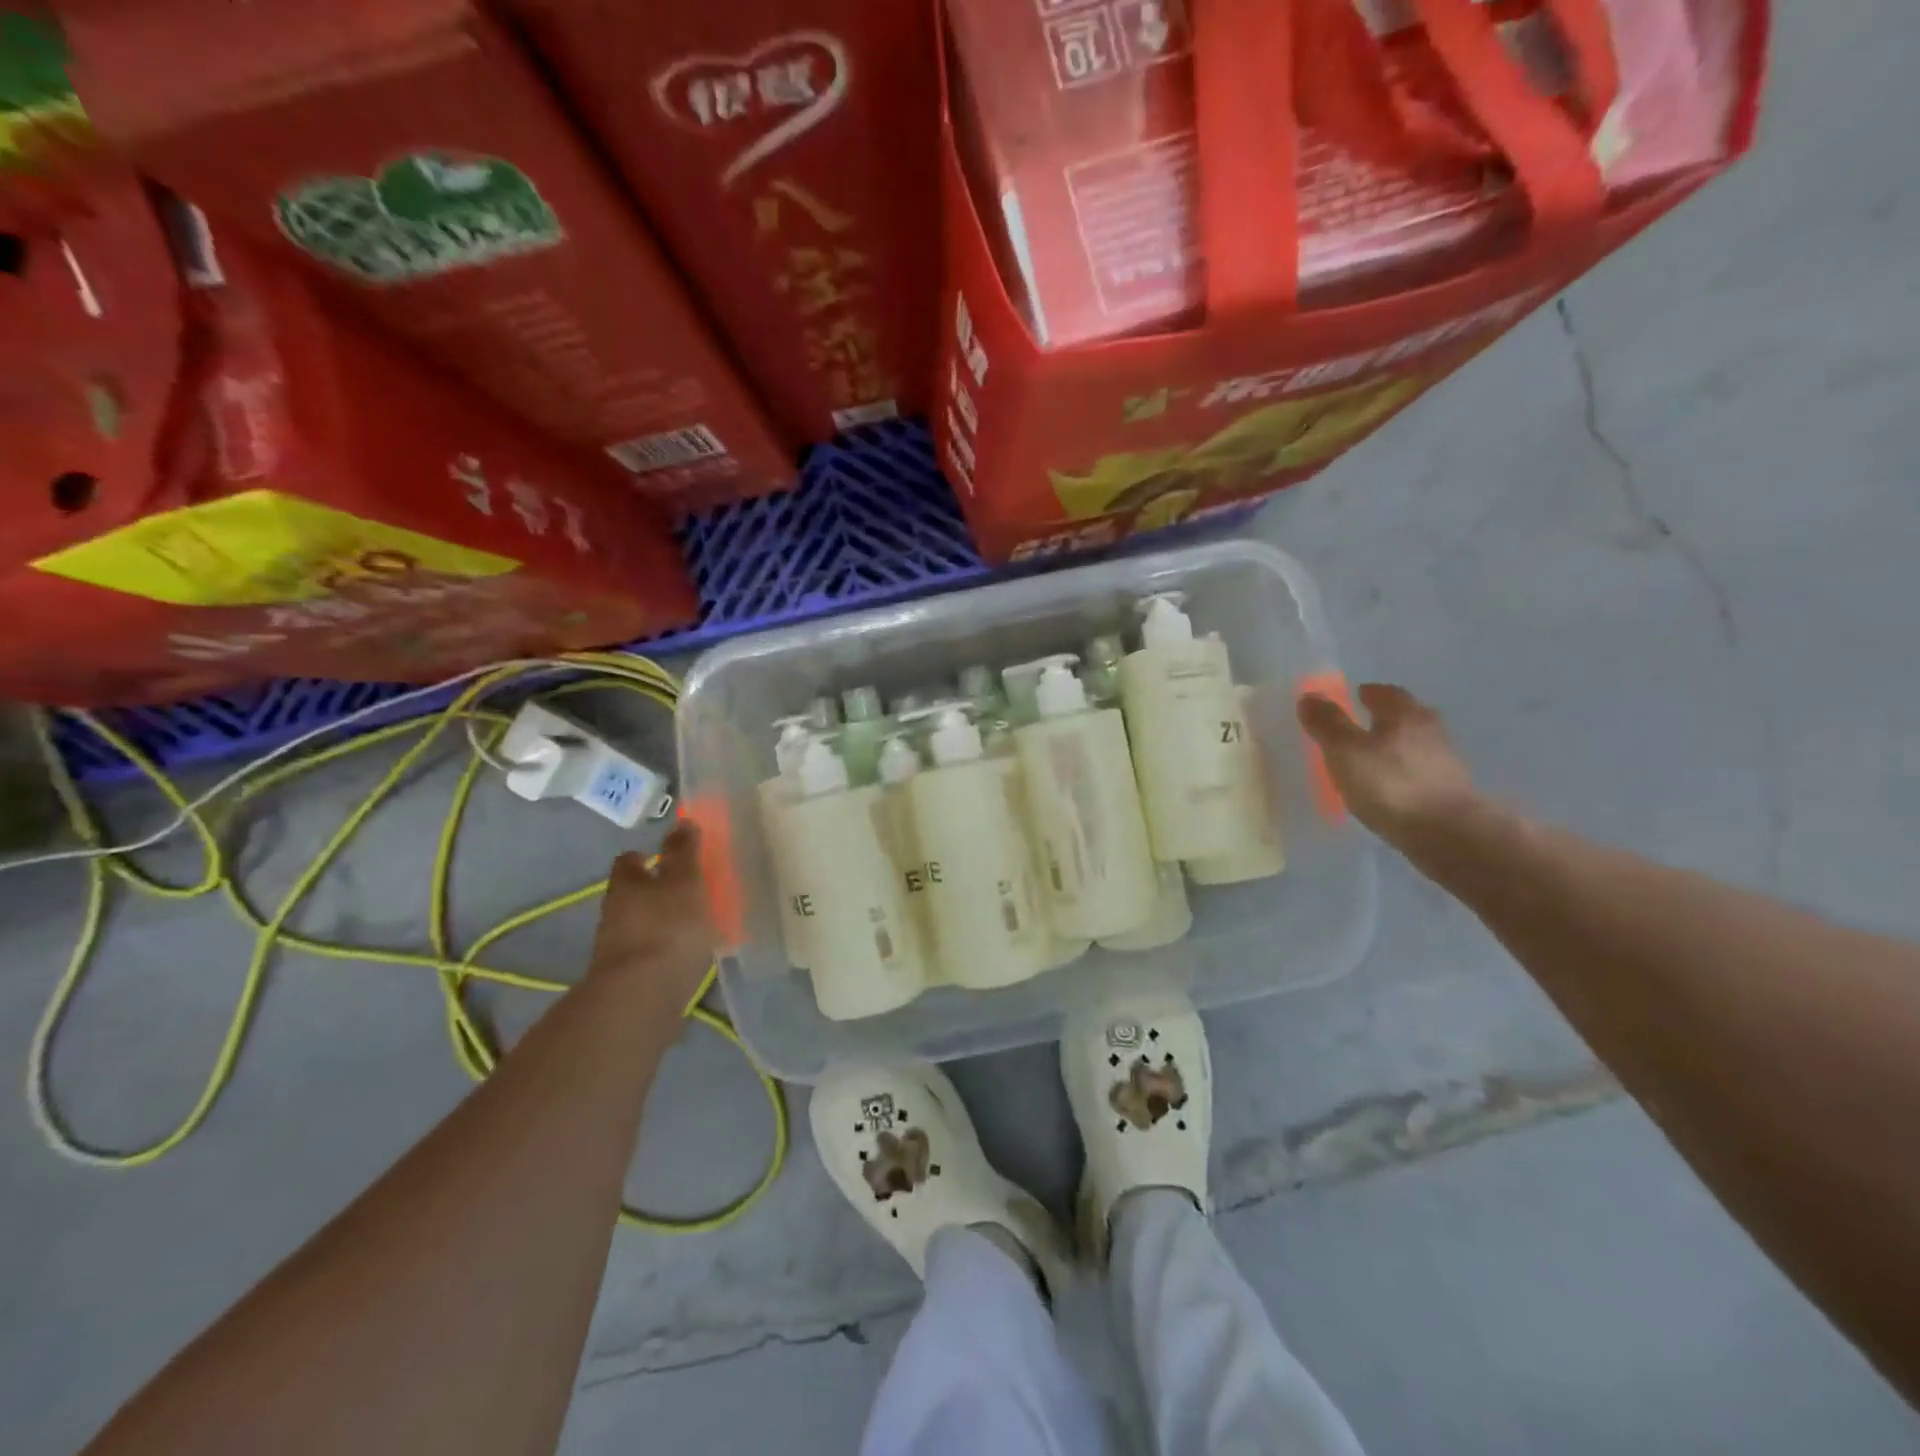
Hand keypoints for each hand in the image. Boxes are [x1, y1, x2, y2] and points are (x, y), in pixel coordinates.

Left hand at [587, 823, 715, 1015]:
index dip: (644, 856)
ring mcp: (617, 949)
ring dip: (659, 922)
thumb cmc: (667, 929)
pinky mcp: (627, 979)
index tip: (661, 856)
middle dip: (653, 890)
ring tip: (691, 924)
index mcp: (626, 885)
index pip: (628, 861)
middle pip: (632, 894)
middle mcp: (614, 913)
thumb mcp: (684, 882)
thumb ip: (684, 853)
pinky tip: (685, 955)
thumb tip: (681, 821)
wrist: (641, 999)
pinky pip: (648, 954)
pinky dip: (663, 950)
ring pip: (639, 924)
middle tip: (685, 889)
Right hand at [1298, 683, 1482, 844]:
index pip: (1386, 693)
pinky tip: (1392, 785)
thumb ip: (1327, 723)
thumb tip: (1310, 696)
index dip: (1369, 692)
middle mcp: (1430, 730)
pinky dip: (1406, 771)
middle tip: (1365, 722)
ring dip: (1398, 744)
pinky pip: (1422, 771)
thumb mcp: (1345, 751)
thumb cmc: (1390, 785)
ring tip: (1375, 756)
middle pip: (1407, 715)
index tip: (1355, 695)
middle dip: (1387, 716)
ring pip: (1416, 743)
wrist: (1447, 834)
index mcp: (1404, 714)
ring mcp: (1445, 762)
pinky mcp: (1451, 791)